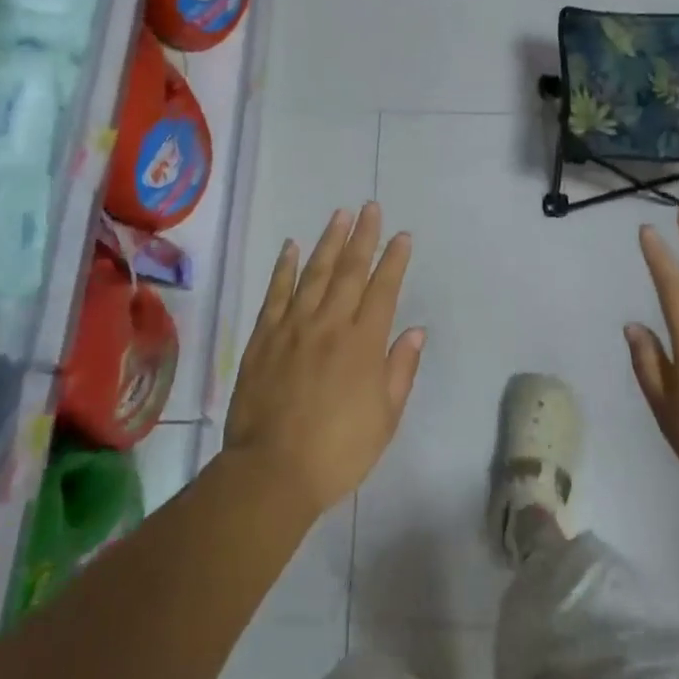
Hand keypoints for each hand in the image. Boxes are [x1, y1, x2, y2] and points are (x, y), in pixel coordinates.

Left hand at [224, 204, 424, 515]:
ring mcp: (293, 327)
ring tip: (340, 214)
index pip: (383, 290)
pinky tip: (292, 247)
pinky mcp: (264, 337)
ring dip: (329, 241)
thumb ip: (400, 370)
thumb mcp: (385, 418)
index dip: (394, 260)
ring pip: (314, 273)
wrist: (272, 471)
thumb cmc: (338, 451)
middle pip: (350, 271)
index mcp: (363, 344)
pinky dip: (284, 267)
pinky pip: (276, 293)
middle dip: (363, 236)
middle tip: (371, 208)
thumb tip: (415, 332)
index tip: (402, 236)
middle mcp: (329, 325)